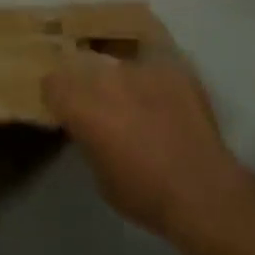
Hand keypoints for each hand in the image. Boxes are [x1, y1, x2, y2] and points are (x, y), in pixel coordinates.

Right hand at [43, 56, 254, 247]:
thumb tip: (89, 127)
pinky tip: (163, 97)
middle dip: (86, 82)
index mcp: (83, 104)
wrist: (201, 188)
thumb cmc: (144, 193)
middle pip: (85, 65)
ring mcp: (144, 67)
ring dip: (120, 78)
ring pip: (119, 62)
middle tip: (99, 105)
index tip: (64, 109)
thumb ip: (88, 139)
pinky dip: (152, 78)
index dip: (56, 96)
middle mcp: (108, 76)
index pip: (53, 82)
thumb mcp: (99, 174)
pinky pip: (153, 63)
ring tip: (134, 99)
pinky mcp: (174, 66)